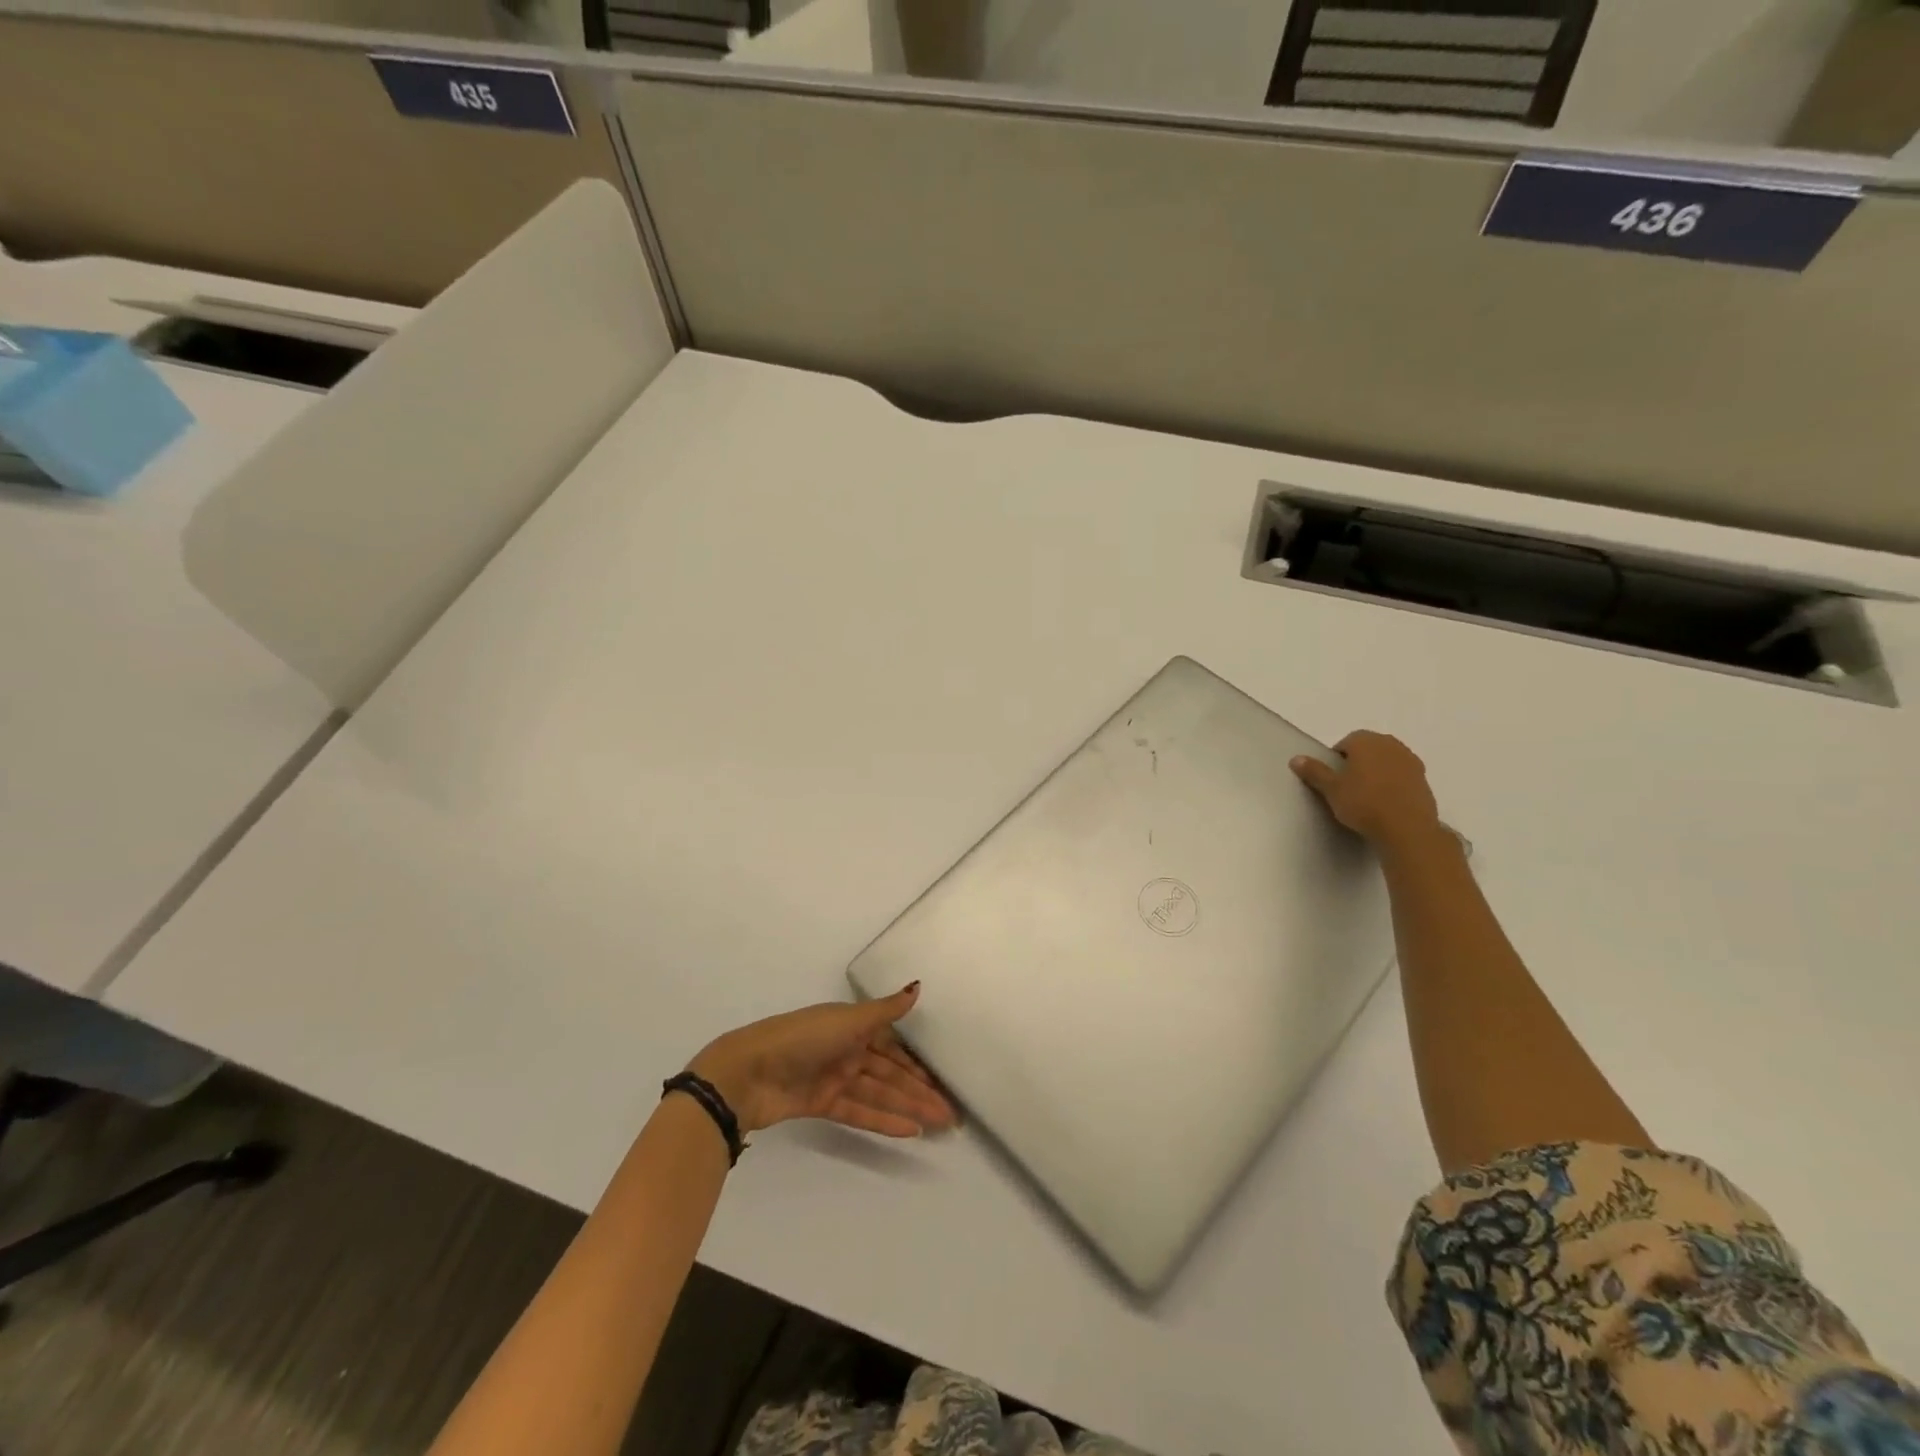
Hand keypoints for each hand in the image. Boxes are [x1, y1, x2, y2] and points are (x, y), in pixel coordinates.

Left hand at [687, 984, 956, 1138]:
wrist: (749, 1072)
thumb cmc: (802, 1037)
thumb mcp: (847, 1020)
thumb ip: (885, 1010)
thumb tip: (918, 986)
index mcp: (853, 1026)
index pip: (894, 1047)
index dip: (918, 1064)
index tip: (943, 1081)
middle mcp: (847, 1050)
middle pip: (891, 1073)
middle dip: (919, 1091)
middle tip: (950, 1113)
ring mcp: (835, 1078)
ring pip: (879, 1094)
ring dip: (908, 1108)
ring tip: (937, 1125)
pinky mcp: (822, 1104)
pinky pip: (859, 1112)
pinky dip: (883, 1120)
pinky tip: (909, 1131)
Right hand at [1291, 731, 1443, 850]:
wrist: (1406, 828)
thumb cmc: (1363, 803)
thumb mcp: (1331, 789)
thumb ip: (1314, 771)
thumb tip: (1296, 759)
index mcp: (1366, 741)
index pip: (1346, 742)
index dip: (1337, 760)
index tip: (1333, 779)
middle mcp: (1390, 744)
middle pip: (1368, 749)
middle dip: (1358, 763)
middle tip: (1348, 787)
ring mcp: (1411, 761)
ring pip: (1387, 761)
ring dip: (1377, 772)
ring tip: (1368, 796)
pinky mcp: (1424, 779)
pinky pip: (1402, 776)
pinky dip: (1393, 784)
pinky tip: (1386, 803)